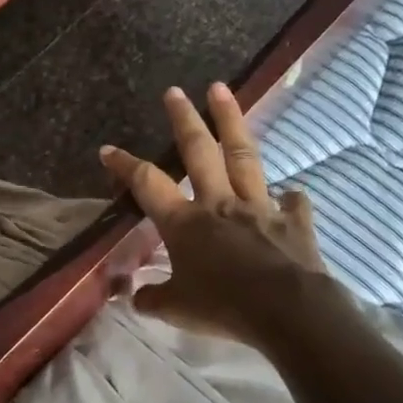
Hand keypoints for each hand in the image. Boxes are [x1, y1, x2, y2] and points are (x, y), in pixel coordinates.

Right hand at [100, 83, 343, 346]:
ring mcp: (259, 207)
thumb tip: (135, 298)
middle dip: (183, 119)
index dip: (125, 165)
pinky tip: (290, 193)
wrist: (288, 311)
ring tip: (221, 91)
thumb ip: (153, 299)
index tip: (108, 150)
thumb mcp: (177, 309)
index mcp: (185, 222)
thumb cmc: (223, 307)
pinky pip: (292, 203)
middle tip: (175, 91)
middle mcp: (219, 203)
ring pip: (243, 156)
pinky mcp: (294, 221)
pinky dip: (289, 197)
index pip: (147, 184)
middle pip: (199, 151)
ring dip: (231, 121)